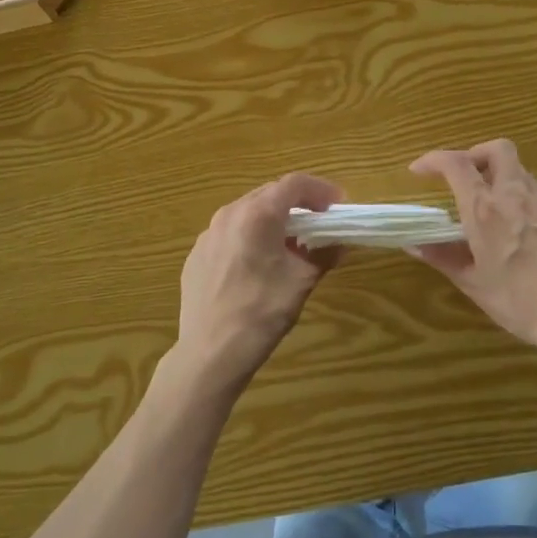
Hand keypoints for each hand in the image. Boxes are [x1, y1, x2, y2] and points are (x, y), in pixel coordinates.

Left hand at [164, 173, 343, 396]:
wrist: (209, 353)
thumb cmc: (261, 314)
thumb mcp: (301, 282)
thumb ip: (323, 254)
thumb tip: (340, 244)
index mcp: (257, 215)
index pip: (294, 184)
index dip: (320, 190)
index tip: (338, 206)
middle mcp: (228, 215)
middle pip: (269, 194)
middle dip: (298, 204)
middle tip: (320, 223)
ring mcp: (208, 235)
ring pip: (247, 213)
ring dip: (273, 220)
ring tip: (291, 245)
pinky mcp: (196, 256)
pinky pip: (230, 234)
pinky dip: (251, 237)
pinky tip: (259, 265)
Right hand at [409, 139, 536, 365]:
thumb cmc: (519, 301)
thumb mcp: (474, 283)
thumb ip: (443, 258)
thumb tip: (415, 245)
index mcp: (485, 209)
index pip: (456, 163)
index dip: (434, 159)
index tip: (420, 170)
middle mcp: (515, 196)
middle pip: (497, 149)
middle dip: (476, 154)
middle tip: (464, 177)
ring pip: (520, 172)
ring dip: (500, 179)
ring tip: (491, 209)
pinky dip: (522, 203)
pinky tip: (521, 234)